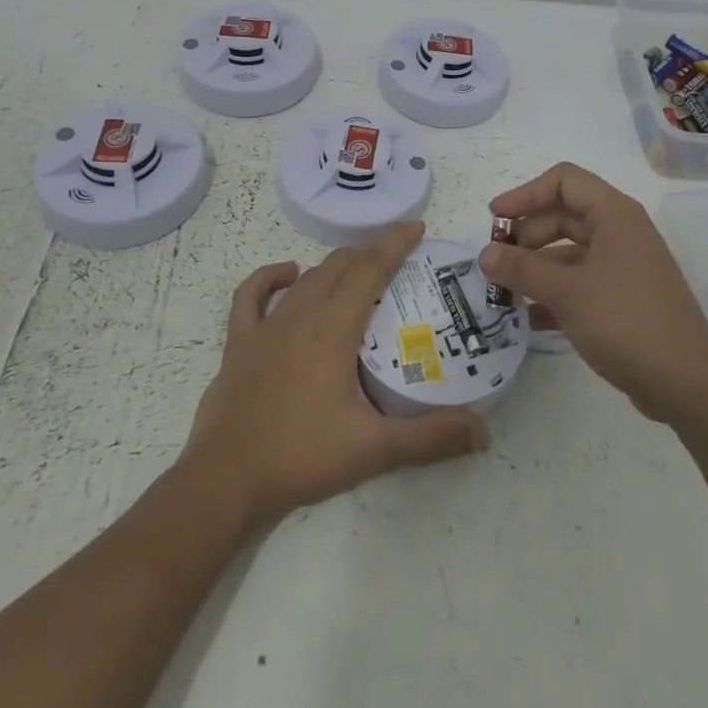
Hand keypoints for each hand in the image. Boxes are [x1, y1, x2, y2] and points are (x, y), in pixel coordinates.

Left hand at [183, 222, 488, 529]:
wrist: (225, 481)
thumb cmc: (301, 457)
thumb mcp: (374, 449)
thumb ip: (430, 438)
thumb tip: (483, 432)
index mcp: (334, 329)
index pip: (370, 270)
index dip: (394, 244)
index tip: (416, 226)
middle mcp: (300, 316)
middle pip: (339, 267)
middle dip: (370, 252)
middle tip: (397, 256)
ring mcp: (266, 327)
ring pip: (306, 279)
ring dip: (334, 266)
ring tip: (357, 267)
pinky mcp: (239, 344)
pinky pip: (252, 296)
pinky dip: (270, 278)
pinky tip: (287, 274)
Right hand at [480, 163, 707, 424]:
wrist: (686, 384)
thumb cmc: (626, 322)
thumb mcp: (567, 293)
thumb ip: (522, 269)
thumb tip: (484, 254)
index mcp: (615, 215)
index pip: (564, 181)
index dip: (525, 194)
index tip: (495, 220)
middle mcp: (621, 232)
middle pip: (564, 215)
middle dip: (527, 235)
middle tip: (496, 262)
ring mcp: (625, 266)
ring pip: (570, 252)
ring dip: (537, 268)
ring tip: (505, 293)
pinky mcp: (625, 297)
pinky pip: (581, 282)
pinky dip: (555, 293)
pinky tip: (530, 319)